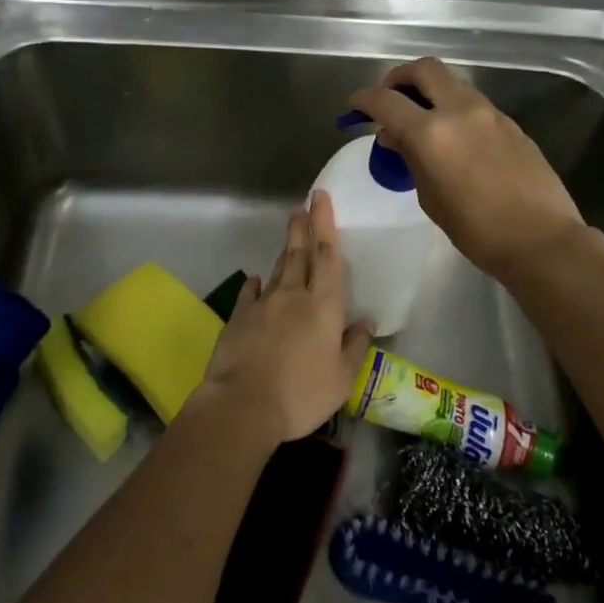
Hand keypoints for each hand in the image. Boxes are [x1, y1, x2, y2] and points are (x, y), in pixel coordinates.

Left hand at [194, 191, 372, 442]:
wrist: (242, 404)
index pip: (327, 255)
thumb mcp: (342, 378)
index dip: (325, 224)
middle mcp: (293, 296)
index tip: (320, 198)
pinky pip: (249, 294)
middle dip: (302, 227)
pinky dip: (255, 284)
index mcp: (323, 306)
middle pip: (298, 254)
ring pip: (277, 270)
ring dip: (284, 252)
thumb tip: (365, 323)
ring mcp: (262, 305)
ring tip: (289, 237)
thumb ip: (355, 347)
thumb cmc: (301, 393)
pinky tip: (256, 279)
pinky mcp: (238, 318)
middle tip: (301, 206)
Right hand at [346, 58, 587, 281]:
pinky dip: (453, 108)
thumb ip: (410, 158)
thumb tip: (394, 136)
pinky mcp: (510, 123)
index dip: (364, 99)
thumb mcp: (430, 196)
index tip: (355, 106)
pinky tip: (452, 137)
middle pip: (424, 69)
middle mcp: (460, 110)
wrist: (540, 239)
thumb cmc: (475, 229)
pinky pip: (473, 102)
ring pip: (452, 82)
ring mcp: (489, 113)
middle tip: (390, 100)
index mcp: (431, 132)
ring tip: (420, 120)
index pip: (386, 100)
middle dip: (399, 78)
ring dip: (430, 91)